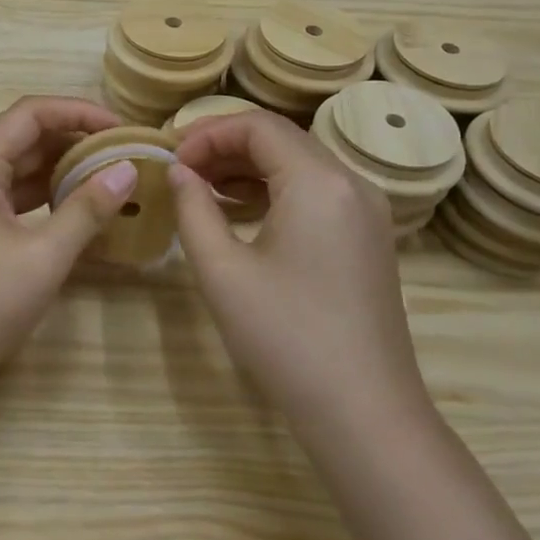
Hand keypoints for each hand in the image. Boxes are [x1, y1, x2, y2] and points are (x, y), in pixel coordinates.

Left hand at [0, 96, 137, 392]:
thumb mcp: (44, 254)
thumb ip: (87, 208)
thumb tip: (128, 169)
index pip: (32, 113)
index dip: (78, 111)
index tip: (121, 128)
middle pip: (28, 136)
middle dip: (77, 138)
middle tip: (125, 151)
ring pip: (25, 167)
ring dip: (66, 167)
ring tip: (114, 175)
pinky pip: (20, 196)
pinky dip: (53, 195)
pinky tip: (85, 207)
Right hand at [168, 111, 428, 430]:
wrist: (365, 414)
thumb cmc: (286, 338)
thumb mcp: (222, 271)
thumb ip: (193, 209)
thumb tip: (178, 172)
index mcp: (319, 181)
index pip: (257, 126)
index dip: (207, 133)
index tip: (171, 160)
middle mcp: (351, 183)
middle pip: (281, 138)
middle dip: (225, 146)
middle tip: (181, 171)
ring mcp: (367, 210)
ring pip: (299, 163)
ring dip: (249, 167)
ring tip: (203, 190)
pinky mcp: (369, 236)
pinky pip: (317, 191)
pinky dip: (276, 190)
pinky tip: (241, 212)